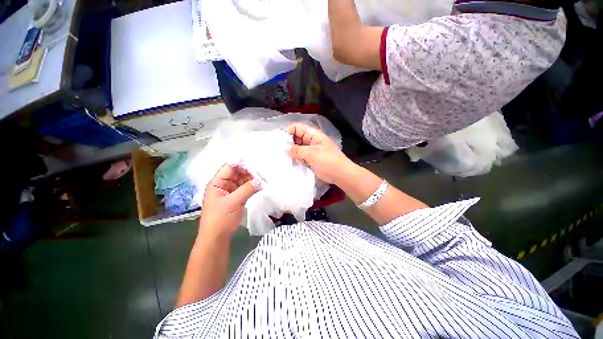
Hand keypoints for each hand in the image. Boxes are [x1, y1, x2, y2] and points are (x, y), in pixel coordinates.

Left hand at [199, 164, 257, 240]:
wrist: (217, 237)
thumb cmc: (221, 218)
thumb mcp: (233, 202)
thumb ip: (247, 189)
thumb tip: (260, 180)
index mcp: (217, 183)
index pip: (229, 168)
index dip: (241, 164)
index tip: (255, 162)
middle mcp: (223, 185)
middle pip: (236, 173)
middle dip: (248, 171)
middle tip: (261, 171)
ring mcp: (230, 191)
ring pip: (241, 180)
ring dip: (251, 179)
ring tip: (262, 177)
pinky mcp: (236, 198)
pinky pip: (244, 188)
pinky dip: (251, 186)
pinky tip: (259, 185)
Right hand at [285, 123, 353, 183]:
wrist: (341, 175)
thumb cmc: (328, 161)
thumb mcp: (312, 154)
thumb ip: (296, 150)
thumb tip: (282, 147)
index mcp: (313, 135)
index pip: (297, 127)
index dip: (288, 132)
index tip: (279, 141)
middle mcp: (311, 141)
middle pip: (296, 137)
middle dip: (287, 142)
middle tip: (277, 151)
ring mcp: (310, 150)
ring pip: (297, 148)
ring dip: (290, 151)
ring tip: (280, 157)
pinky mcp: (310, 159)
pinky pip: (300, 156)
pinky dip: (294, 158)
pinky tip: (287, 162)